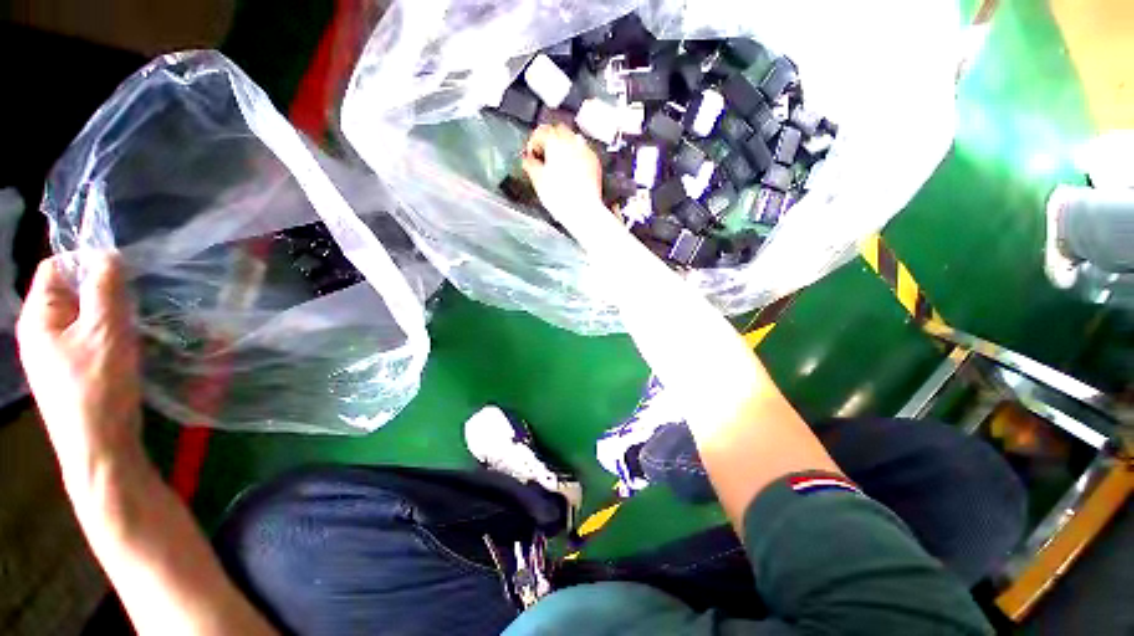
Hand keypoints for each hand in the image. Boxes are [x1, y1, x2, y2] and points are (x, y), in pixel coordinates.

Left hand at [16, 254, 143, 488]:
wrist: (99, 447)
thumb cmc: (98, 386)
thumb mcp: (105, 331)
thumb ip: (105, 288)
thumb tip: (108, 255)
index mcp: (38, 317)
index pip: (57, 269)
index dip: (87, 262)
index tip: (123, 272)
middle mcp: (41, 332)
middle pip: (71, 293)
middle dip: (103, 293)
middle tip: (133, 305)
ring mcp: (56, 354)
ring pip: (84, 318)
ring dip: (109, 316)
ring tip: (133, 328)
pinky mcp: (73, 371)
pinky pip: (90, 338)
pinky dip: (110, 335)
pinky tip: (127, 348)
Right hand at [522, 124, 603, 213]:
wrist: (582, 211)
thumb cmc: (560, 196)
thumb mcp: (538, 180)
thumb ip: (530, 164)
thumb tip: (527, 159)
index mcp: (556, 142)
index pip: (541, 130)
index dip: (533, 142)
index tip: (531, 154)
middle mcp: (572, 141)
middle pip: (558, 130)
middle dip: (550, 140)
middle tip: (544, 157)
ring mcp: (586, 150)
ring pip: (572, 139)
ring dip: (564, 147)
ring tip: (558, 164)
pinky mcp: (594, 162)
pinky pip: (583, 151)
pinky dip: (576, 156)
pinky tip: (571, 171)